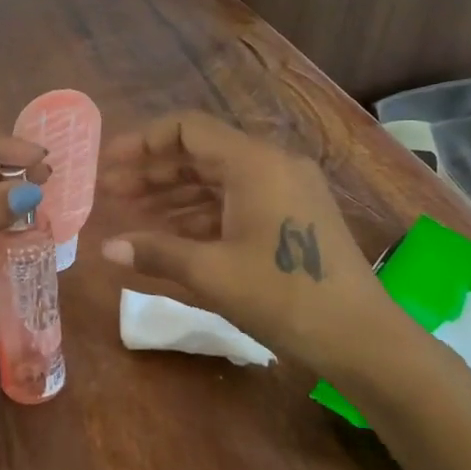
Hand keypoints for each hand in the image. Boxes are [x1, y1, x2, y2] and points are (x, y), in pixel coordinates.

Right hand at [98, 111, 413, 374]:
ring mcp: (287, 187)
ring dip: (173, 192)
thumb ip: (156, 252)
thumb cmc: (284, 297)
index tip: (108, 163)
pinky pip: (237, 198)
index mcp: (253, 163)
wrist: (364, 340)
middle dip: (152, 170)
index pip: (186, 129)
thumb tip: (105, 248)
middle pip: (200, 152)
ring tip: (132, 212)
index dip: (142, 142)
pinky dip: (202, 210)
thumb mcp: (212, 273)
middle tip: (111, 192)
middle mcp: (271, 163)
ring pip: (217, 177)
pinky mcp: (294, 213)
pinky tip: (172, 231)